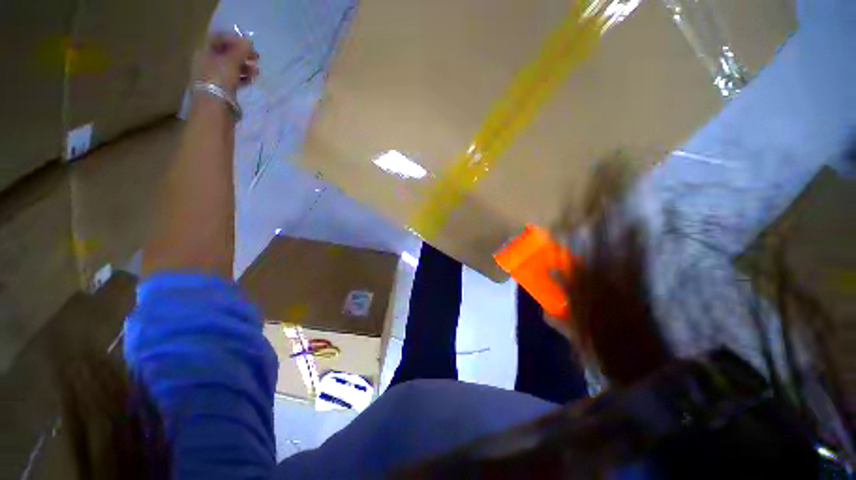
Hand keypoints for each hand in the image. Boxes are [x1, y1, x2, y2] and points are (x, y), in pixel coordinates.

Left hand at [193, 32, 259, 94]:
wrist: (215, 106)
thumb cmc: (220, 79)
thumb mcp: (231, 61)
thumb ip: (240, 50)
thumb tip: (248, 42)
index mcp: (204, 51)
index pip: (218, 39)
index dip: (234, 39)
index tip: (249, 44)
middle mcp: (207, 62)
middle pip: (226, 53)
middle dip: (242, 54)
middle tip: (256, 58)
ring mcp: (214, 76)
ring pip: (231, 67)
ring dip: (245, 67)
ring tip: (256, 71)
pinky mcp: (222, 89)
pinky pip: (233, 79)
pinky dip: (243, 77)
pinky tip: (252, 79)